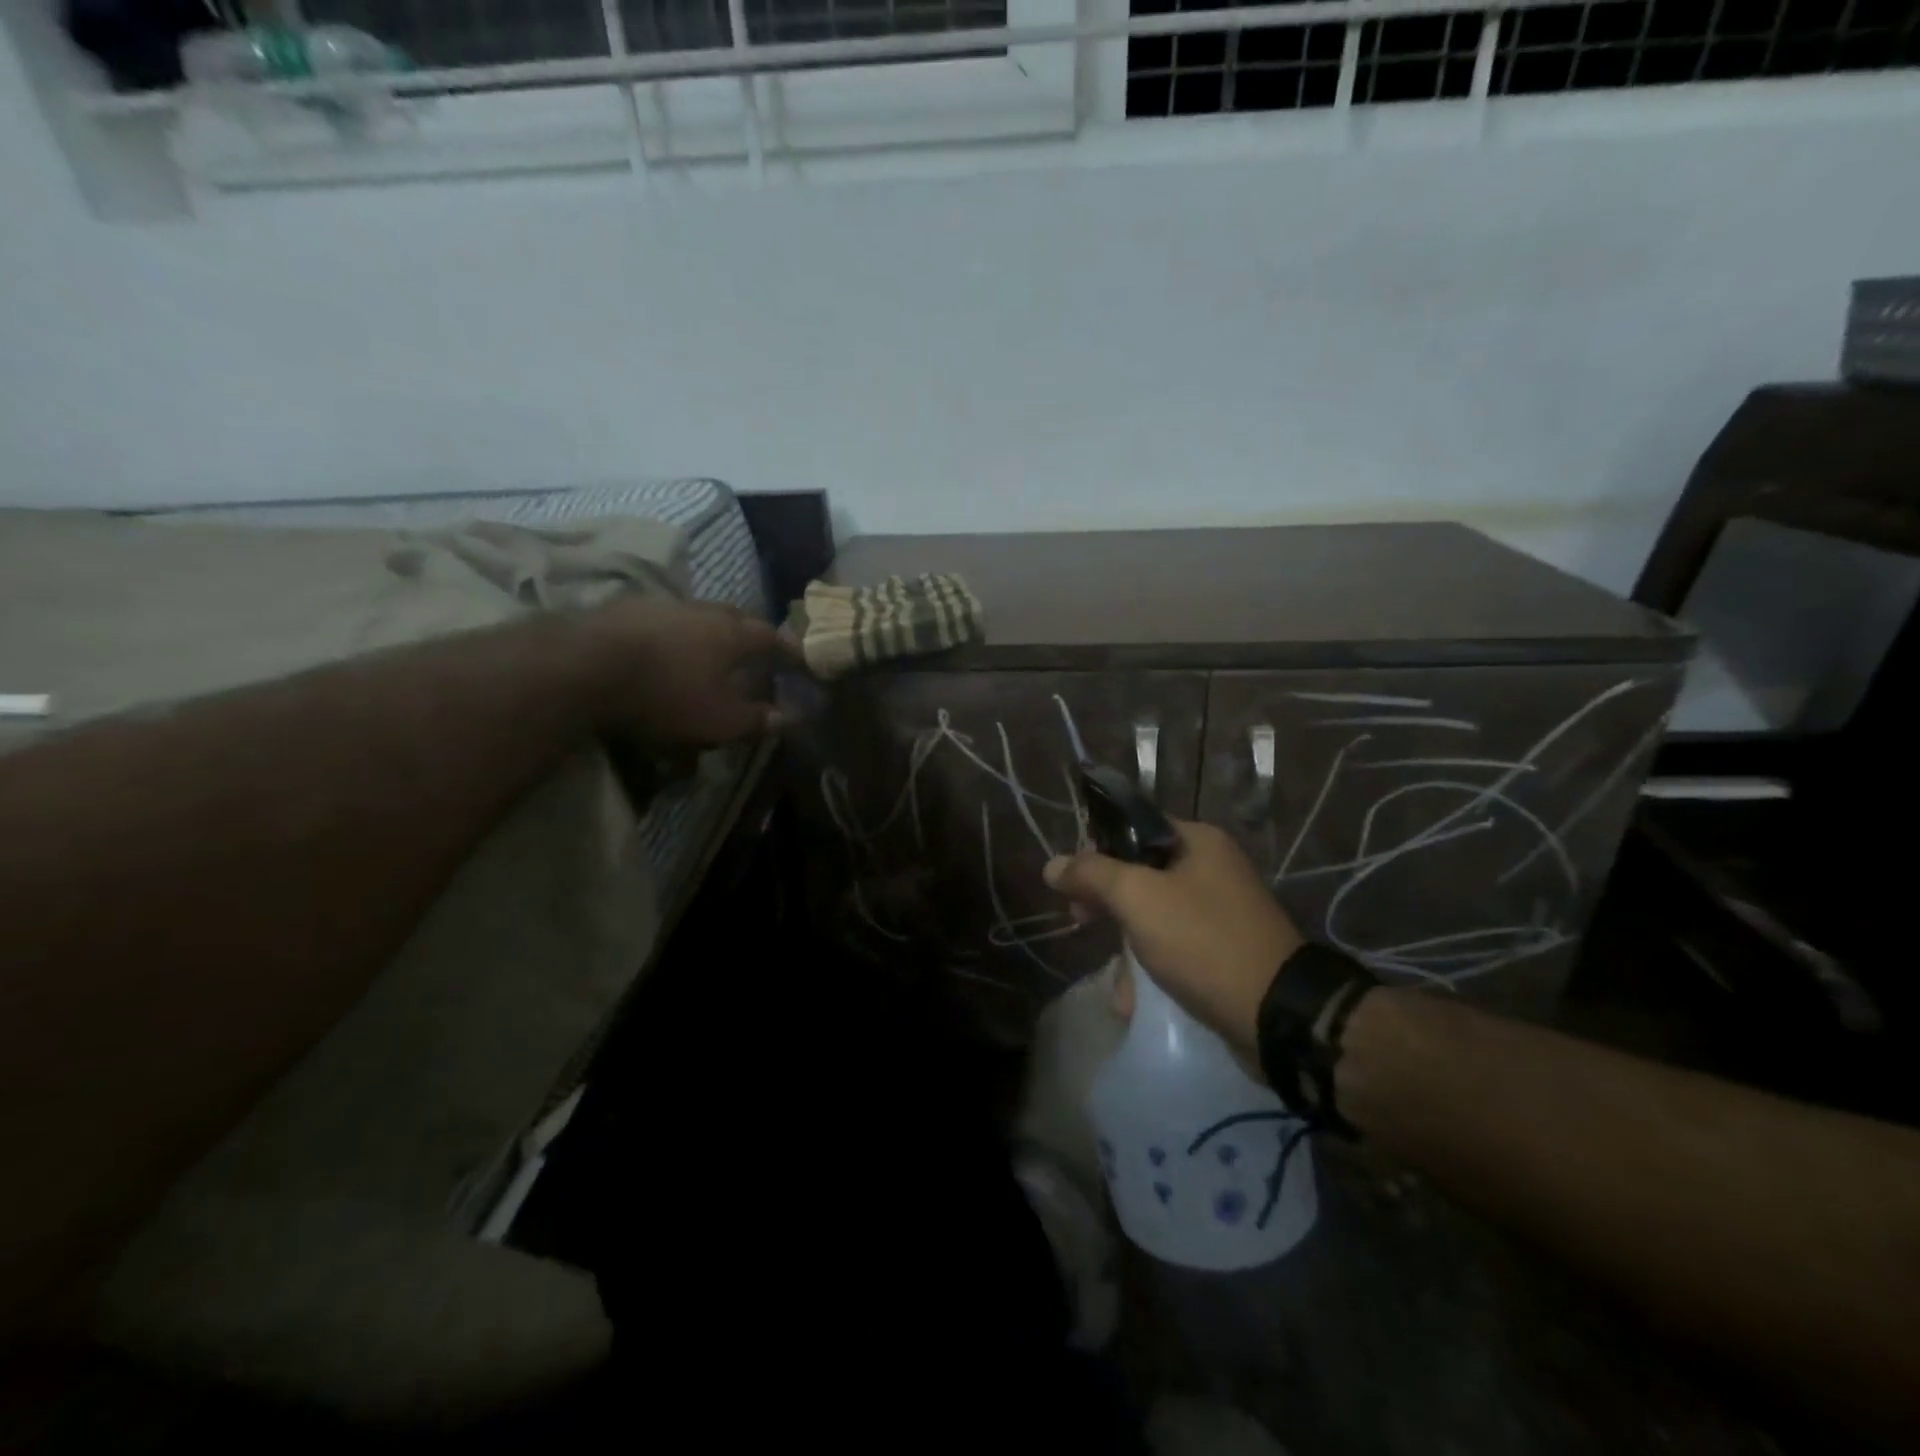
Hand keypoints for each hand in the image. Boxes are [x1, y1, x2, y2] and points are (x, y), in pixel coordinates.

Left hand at [577, 595, 800, 748]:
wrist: (583, 666)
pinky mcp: (621, 609)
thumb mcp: (719, 720)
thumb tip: (789, 717)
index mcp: (731, 633)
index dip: (789, 648)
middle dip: (748, 632)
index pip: (771, 635)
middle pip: (734, 615)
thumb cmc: (666, 695)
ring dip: (706, 630)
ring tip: (706, 649)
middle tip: (754, 650)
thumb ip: (757, 719)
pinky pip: (660, 619)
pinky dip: (670, 633)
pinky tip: (661, 648)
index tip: (801, 658)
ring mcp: (659, 604)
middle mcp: (701, 609)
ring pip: (695, 614)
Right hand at [1044, 820, 1302, 1059]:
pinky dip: (1153, 970)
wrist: (1277, 1013)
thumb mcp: (1138, 898)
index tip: (1073, 883)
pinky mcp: (1224, 952)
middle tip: (1081, 922)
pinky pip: (1175, 949)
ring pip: (1154, 917)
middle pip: (1140, 874)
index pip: (1134, 829)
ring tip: (1120, 984)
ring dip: (1128, 948)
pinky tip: (1137, 1000)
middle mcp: (1212, 868)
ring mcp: (1221, 912)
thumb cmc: (1202, 940)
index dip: (1097, 851)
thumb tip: (1052, 865)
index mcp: (1198, 841)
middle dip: (1107, 904)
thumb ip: (1092, 875)